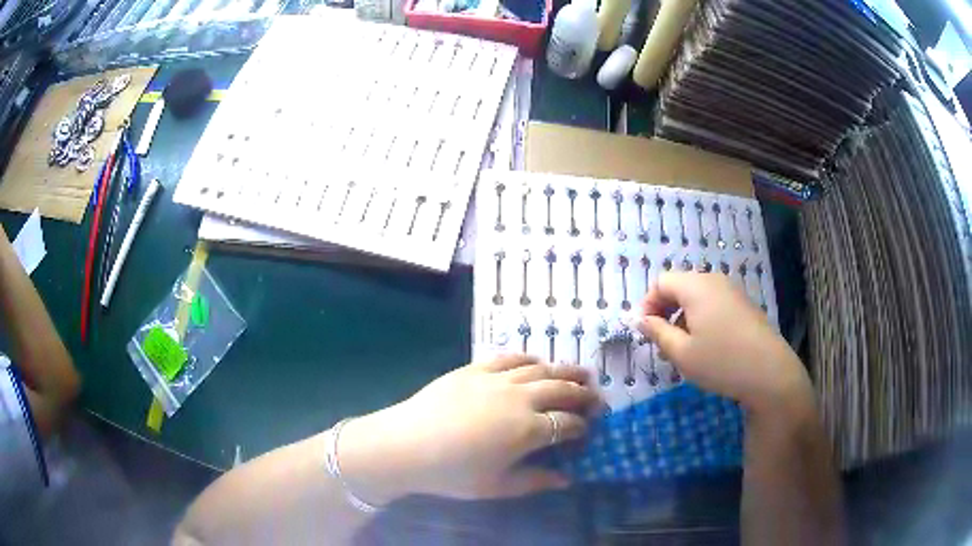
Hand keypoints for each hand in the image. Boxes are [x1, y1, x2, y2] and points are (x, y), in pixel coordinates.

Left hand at [338, 355, 599, 502]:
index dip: (583, 427)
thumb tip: (567, 478)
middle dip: (584, 394)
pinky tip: (537, 362)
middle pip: (562, 390)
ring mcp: (497, 379)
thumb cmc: (452, 473)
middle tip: (597, 397)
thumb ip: (536, 481)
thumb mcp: (496, 487)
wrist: (405, 445)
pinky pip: (510, 358)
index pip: (568, 424)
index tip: (589, 431)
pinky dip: (529, 359)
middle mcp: (520, 398)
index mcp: (528, 430)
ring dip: (566, 371)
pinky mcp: (475, 369)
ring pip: (542, 370)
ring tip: (582, 373)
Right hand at [633, 273, 812, 413]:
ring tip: (684, 349)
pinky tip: (707, 347)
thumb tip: (640, 319)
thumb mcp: (681, 352)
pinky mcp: (744, 305)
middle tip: (662, 343)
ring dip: (683, 317)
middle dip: (665, 312)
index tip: (644, 332)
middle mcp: (714, 281)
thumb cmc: (721, 362)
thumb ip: (657, 332)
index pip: (661, 282)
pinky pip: (714, 304)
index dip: (647, 304)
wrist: (770, 372)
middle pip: (679, 287)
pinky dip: (702, 319)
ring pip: (697, 297)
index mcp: (696, 286)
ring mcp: (732, 291)